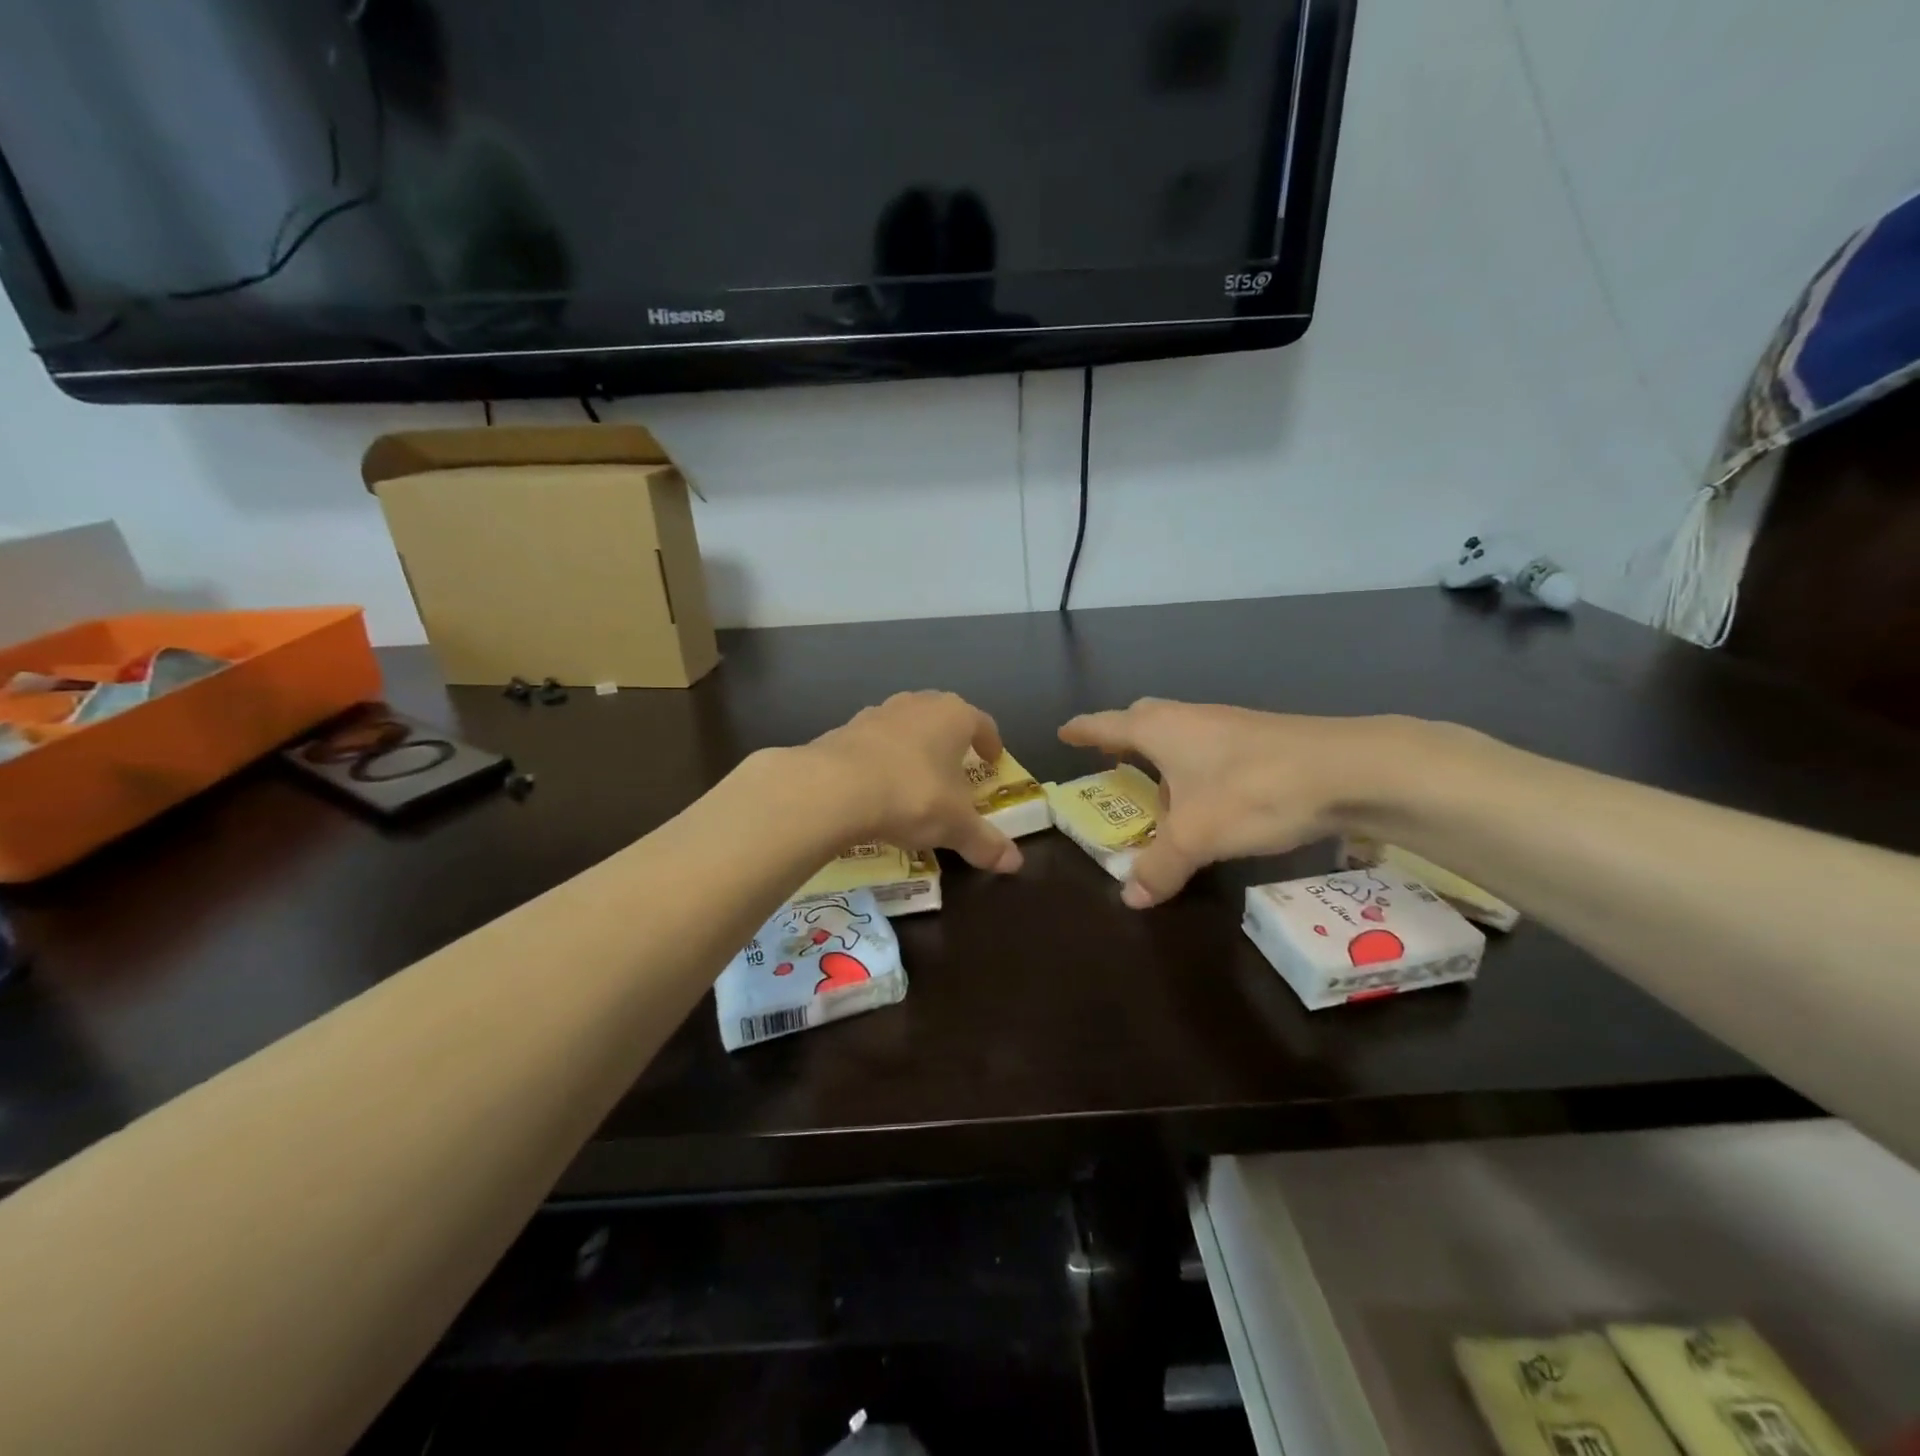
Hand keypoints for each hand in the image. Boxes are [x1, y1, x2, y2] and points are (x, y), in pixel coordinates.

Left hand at [804, 691, 1023, 873]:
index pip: (982, 723)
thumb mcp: (955, 826)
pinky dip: (880, 759)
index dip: (990, 742)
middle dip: (951, 741)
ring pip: (904, 726)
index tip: (992, 761)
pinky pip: (872, 743)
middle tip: (955, 767)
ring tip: (914, 778)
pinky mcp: (844, 729)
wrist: (834, 788)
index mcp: (953, 716)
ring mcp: (877, 713)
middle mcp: (917, 705)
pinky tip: (876, 787)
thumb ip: (985, 842)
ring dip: (913, 747)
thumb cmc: (912, 796)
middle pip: (942, 716)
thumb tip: (1015, 864)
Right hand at [1059, 699, 1408, 907]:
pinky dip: (1197, 772)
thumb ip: (1161, 866)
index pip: (1108, 725)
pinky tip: (1212, 802)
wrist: (1349, 769)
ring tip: (1160, 797)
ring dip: (1164, 760)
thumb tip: (1131, 896)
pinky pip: (1210, 751)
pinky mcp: (1261, 740)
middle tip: (1108, 760)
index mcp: (1162, 730)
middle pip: (1145, 720)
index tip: (1064, 733)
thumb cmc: (1254, 791)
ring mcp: (1229, 726)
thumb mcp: (1198, 837)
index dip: (1084, 731)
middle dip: (1123, 738)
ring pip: (1182, 737)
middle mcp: (1191, 720)